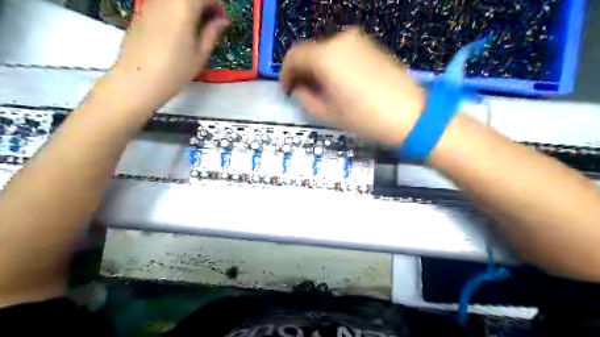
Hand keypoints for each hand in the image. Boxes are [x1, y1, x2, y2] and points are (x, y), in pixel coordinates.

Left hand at [106, 0, 226, 111]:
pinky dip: (177, 10)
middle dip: (204, 5)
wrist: (138, 79)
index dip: (217, 5)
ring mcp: (151, 3)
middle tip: (212, 24)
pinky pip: (164, 3)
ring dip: (190, 8)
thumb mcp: (200, 54)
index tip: (223, 21)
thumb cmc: (175, 70)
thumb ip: (212, 32)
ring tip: (198, 28)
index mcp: (183, 7)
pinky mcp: (142, 10)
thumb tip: (223, 20)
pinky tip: (181, 29)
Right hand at [281, 29, 426, 144]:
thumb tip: (300, 89)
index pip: (294, 57)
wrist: (411, 115)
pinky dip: (335, 65)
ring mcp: (359, 41)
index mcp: (326, 57)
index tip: (287, 90)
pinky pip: (344, 53)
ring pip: (327, 52)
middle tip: (304, 93)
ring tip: (323, 91)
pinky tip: (341, 83)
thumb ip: (306, 98)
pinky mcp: (372, 47)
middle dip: (303, 71)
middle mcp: (341, 41)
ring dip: (319, 68)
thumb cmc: (365, 118)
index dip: (285, 74)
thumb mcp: (328, 114)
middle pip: (311, 52)